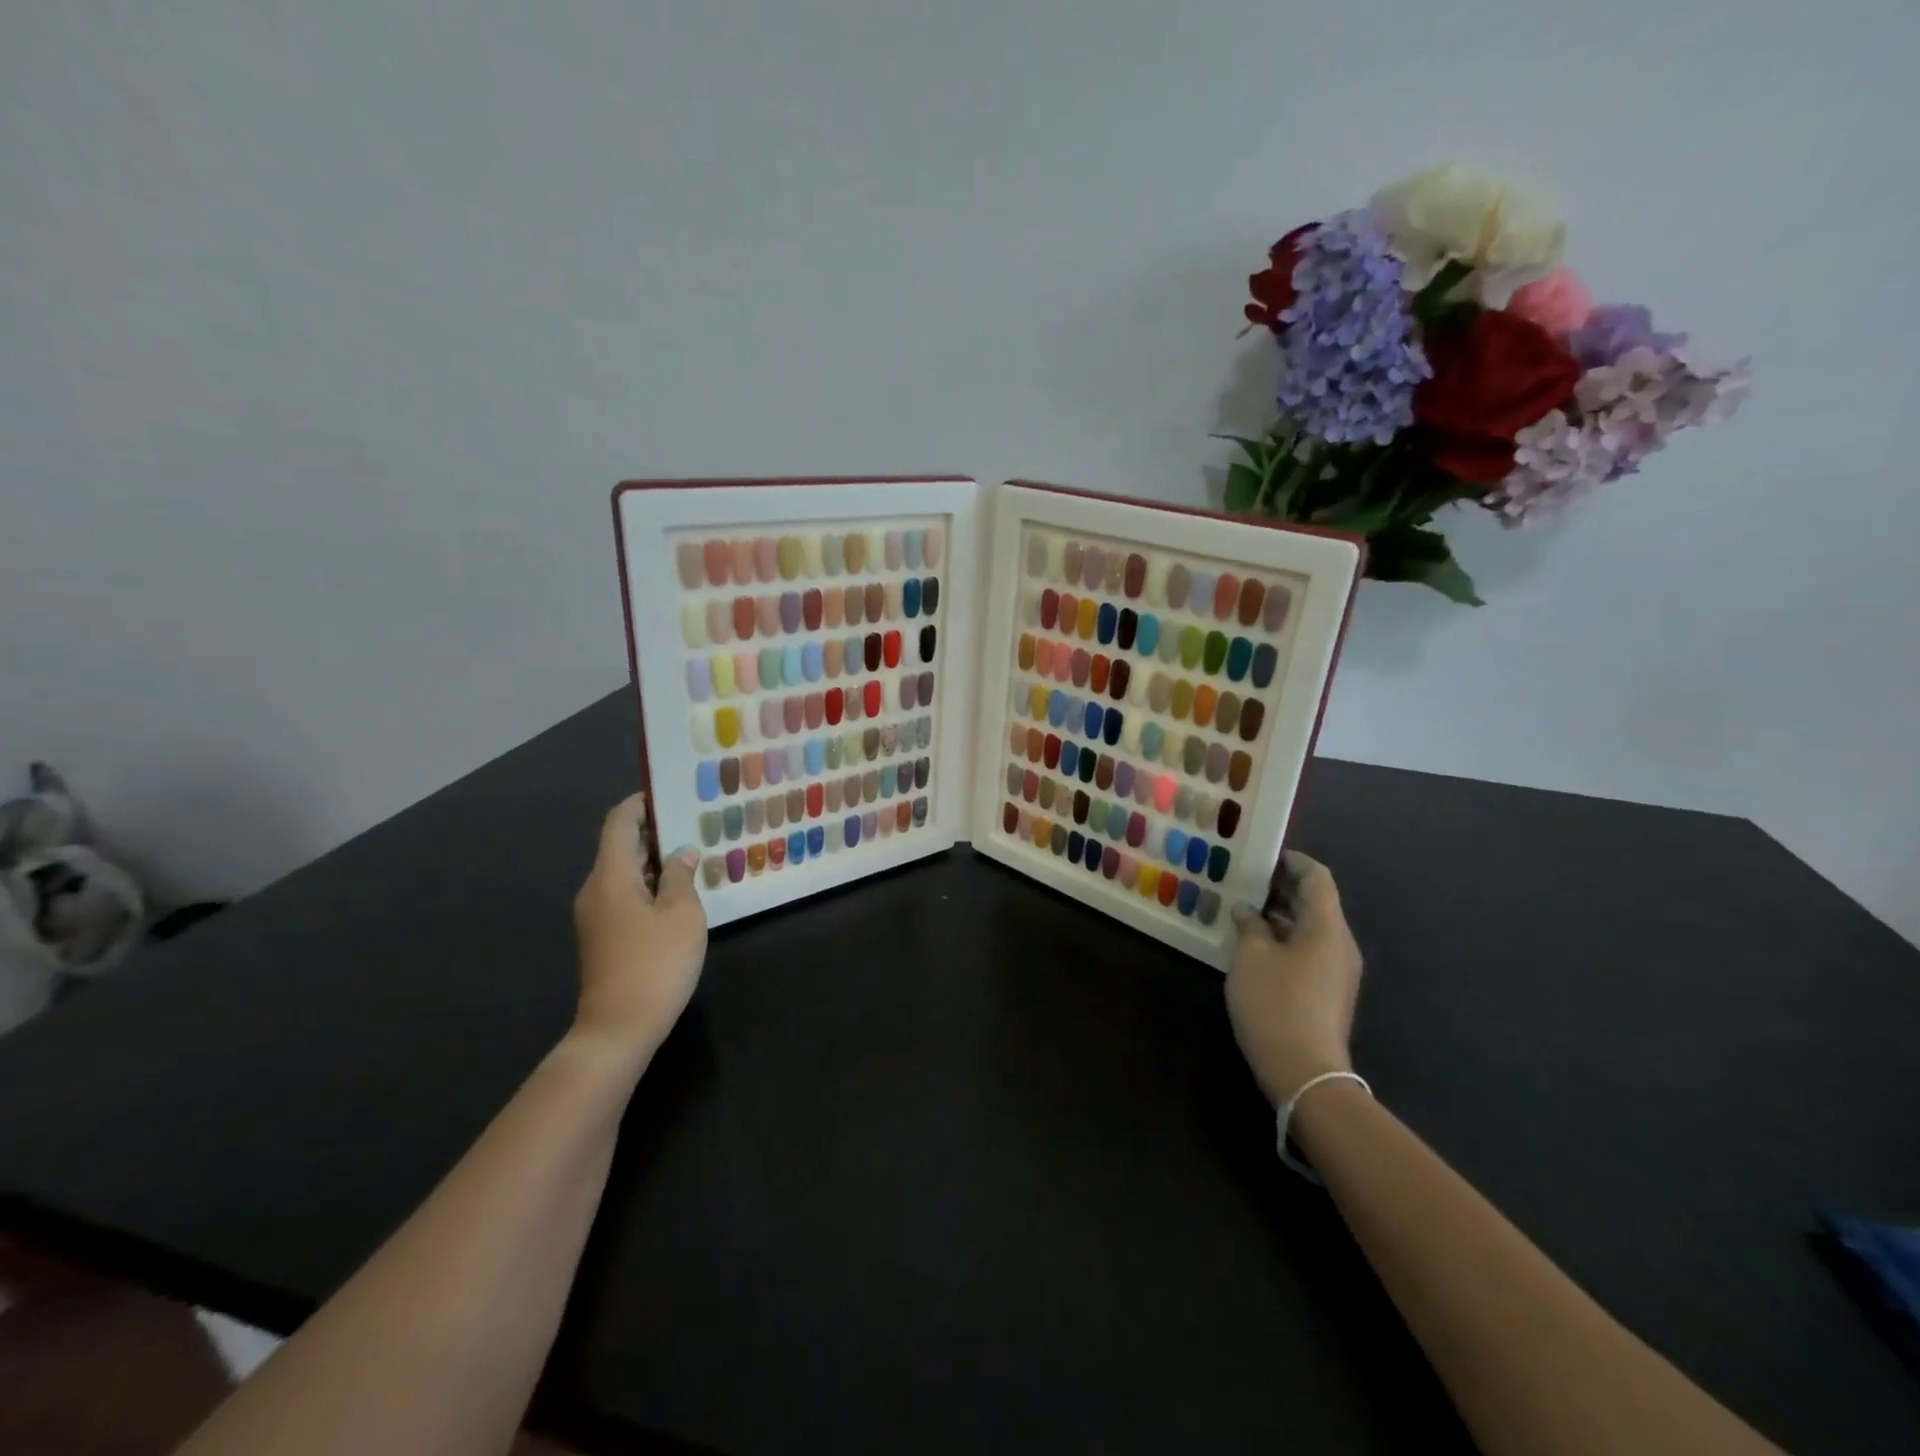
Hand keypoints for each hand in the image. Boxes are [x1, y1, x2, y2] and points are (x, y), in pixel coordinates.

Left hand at [571, 794, 707, 1063]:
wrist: (618, 1030)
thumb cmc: (655, 964)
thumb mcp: (682, 914)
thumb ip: (682, 876)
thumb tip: (681, 853)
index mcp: (610, 876)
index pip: (619, 823)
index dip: (641, 803)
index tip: (669, 793)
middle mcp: (596, 890)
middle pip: (621, 847)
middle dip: (655, 832)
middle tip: (695, 823)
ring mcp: (596, 916)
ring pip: (625, 873)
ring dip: (656, 861)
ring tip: (694, 853)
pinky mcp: (603, 938)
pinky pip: (626, 896)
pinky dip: (650, 885)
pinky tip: (680, 892)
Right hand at [1226, 850, 1362, 1106]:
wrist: (1305, 1072)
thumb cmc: (1276, 1002)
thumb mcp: (1251, 956)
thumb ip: (1249, 924)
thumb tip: (1247, 910)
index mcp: (1326, 926)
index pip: (1317, 877)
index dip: (1292, 861)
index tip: (1262, 856)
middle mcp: (1339, 943)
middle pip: (1315, 902)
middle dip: (1280, 888)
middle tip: (1243, 882)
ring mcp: (1337, 971)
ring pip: (1309, 928)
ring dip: (1278, 915)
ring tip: (1242, 912)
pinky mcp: (1328, 993)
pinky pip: (1308, 951)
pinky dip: (1283, 939)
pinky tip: (1253, 947)